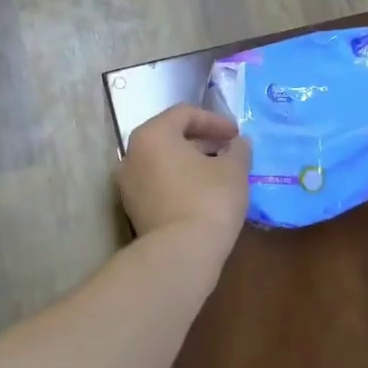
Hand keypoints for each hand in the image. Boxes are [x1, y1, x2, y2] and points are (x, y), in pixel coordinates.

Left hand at [118, 105, 250, 259]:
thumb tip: (238, 144)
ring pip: (163, 162)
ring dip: (191, 162)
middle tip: (229, 151)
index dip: (215, 120)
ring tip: (219, 173)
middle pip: (170, 136)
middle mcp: (132, 154)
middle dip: (202, 141)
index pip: (185, 114)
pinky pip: (159, 184)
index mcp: (153, 134)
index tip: (237, 135)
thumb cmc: (208, 200)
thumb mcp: (234, 169)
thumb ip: (238, 149)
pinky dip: (180, 182)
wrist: (181, 253)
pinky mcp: (133, 209)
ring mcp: (128, 184)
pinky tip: (203, 194)